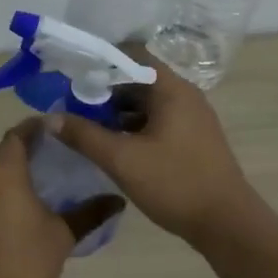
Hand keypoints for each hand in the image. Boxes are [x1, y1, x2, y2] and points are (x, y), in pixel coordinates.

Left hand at [0, 122, 123, 277]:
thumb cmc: (27, 262)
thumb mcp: (63, 235)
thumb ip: (90, 212)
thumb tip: (117, 200)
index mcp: (4, 172)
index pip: (17, 135)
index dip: (35, 129)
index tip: (54, 130)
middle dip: (21, 152)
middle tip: (47, 160)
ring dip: (3, 177)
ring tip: (29, 189)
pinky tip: (5, 218)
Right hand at [52, 55, 259, 242]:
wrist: (227, 223)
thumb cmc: (175, 183)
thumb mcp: (122, 160)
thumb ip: (84, 136)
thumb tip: (50, 117)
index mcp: (171, 89)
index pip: (132, 54)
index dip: (99, 60)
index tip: (71, 75)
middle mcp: (185, 95)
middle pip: (137, 79)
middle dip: (103, 89)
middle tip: (71, 104)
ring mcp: (192, 118)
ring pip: (147, 103)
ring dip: (117, 111)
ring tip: (85, 126)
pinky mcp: (193, 139)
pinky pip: (157, 121)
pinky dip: (133, 126)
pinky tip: (113, 145)